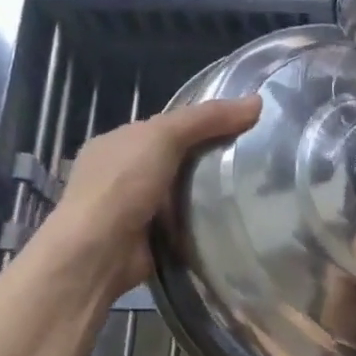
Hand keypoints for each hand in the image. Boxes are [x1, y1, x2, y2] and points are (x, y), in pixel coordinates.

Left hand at [30, 95, 261, 297]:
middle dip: (209, 159)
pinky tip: (232, 220)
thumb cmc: (123, 185)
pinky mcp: (146, 240)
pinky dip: (202, 222)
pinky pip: (182, 224)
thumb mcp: (164, 137)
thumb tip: (257, 101)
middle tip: (255, 159)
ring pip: (180, 193)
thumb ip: (207, 118)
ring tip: (252, 188)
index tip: (243, 126)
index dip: (203, 122)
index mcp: (116, 142)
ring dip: (208, 194)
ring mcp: (131, 209)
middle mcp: (120, 174)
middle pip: (175, 159)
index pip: (166, 126)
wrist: (97, 254)